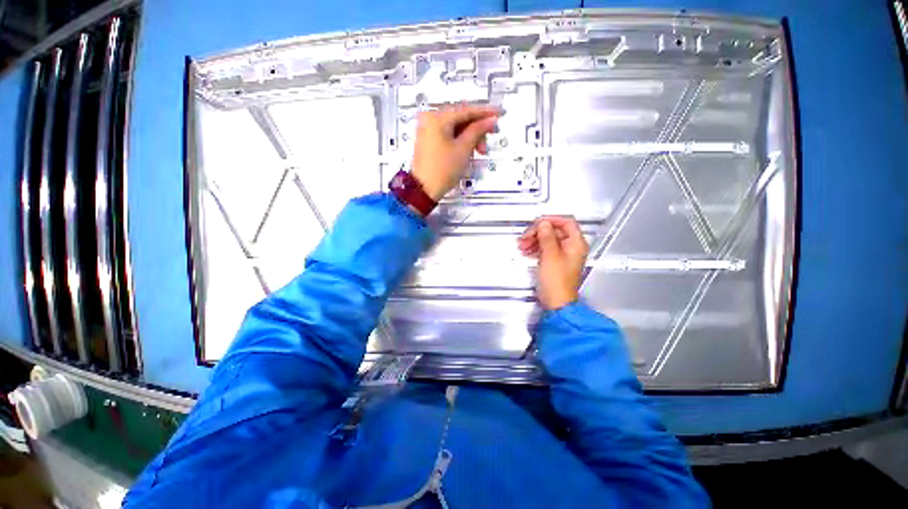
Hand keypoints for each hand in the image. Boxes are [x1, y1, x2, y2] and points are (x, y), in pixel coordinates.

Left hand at [411, 104, 499, 201]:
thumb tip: (490, 120)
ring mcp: (427, 130)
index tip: (499, 113)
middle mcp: (429, 119)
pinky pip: (447, 134)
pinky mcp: (427, 140)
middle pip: (460, 118)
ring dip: (469, 137)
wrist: (424, 189)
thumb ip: (478, 131)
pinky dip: (459, 140)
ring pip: (455, 127)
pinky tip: (468, 150)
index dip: (485, 112)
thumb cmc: (443, 169)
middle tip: (489, 139)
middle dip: (477, 129)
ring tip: (479, 151)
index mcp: (437, 117)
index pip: (466, 110)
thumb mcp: (464, 149)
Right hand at [518, 216, 588, 310]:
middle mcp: (572, 247)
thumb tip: (543, 223)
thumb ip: (547, 237)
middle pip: (555, 231)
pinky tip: (526, 251)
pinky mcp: (555, 262)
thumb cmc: (557, 282)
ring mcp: (563, 255)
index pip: (566, 222)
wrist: (556, 301)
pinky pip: (544, 249)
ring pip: (548, 240)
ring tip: (522, 245)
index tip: (538, 222)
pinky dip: (535, 248)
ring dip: (534, 240)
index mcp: (576, 244)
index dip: (551, 220)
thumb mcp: (550, 255)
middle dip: (538, 232)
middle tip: (526, 236)